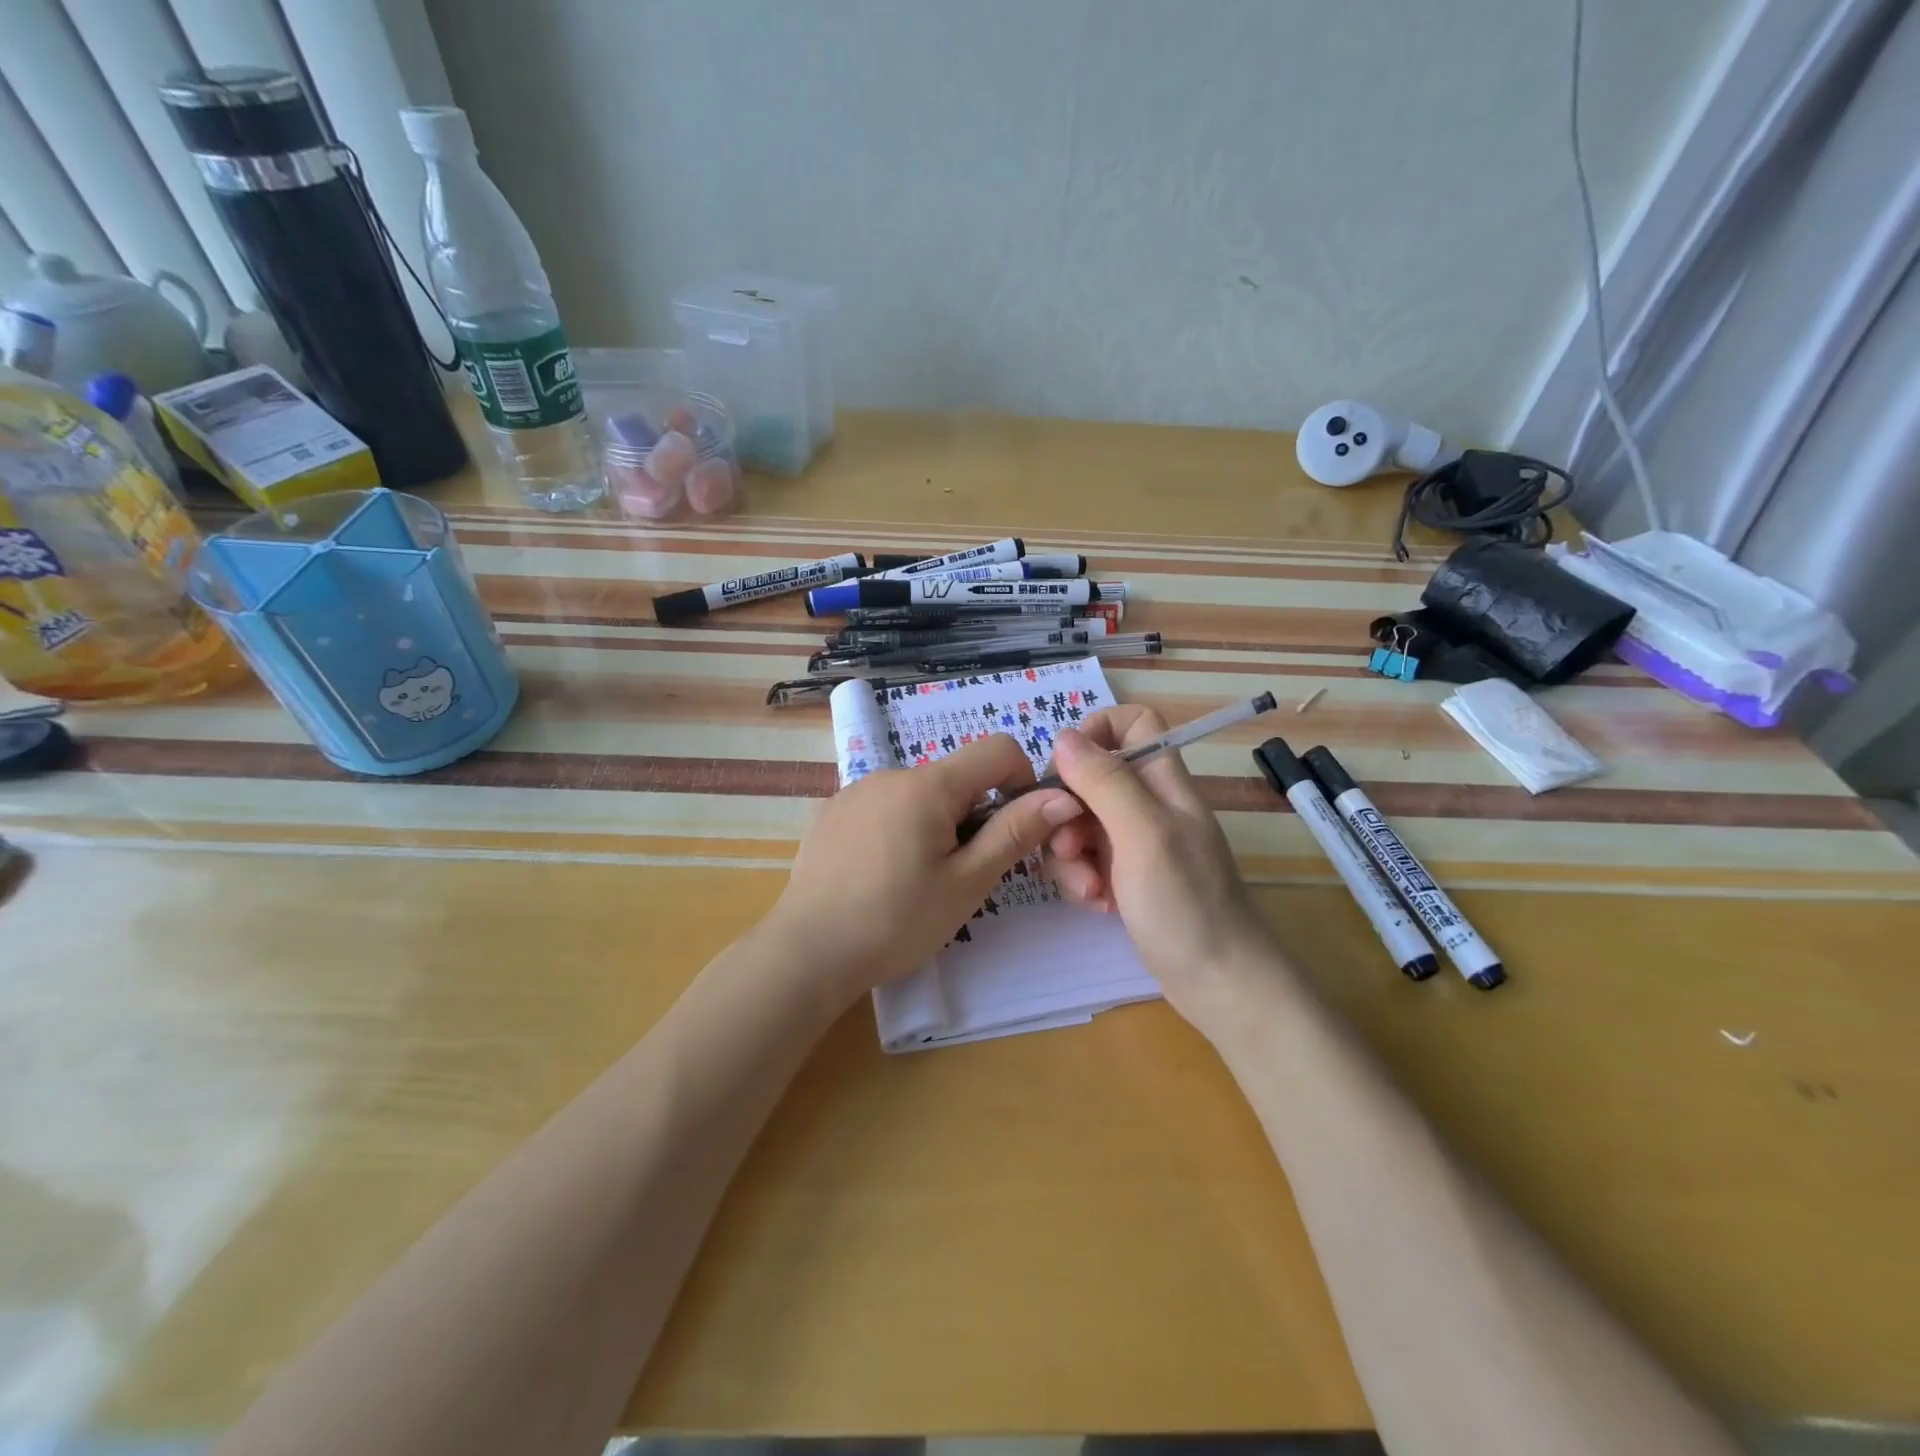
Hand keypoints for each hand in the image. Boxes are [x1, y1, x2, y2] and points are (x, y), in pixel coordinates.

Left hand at [769, 735, 1083, 1004]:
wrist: (806, 953)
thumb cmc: (896, 921)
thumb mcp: (967, 883)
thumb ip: (1014, 833)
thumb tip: (1062, 796)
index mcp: (928, 785)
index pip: (998, 749)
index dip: (1021, 780)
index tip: (1013, 829)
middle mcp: (890, 774)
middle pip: (956, 778)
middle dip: (974, 814)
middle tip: (962, 873)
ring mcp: (854, 791)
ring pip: (919, 795)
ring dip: (936, 824)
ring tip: (917, 881)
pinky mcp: (831, 813)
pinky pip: (883, 807)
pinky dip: (899, 830)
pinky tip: (880, 876)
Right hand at [1042, 706, 1270, 1023]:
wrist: (1219, 983)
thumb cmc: (1187, 904)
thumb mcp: (1143, 834)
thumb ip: (1105, 782)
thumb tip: (1064, 737)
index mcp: (1163, 781)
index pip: (1132, 723)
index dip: (1095, 733)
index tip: (1066, 770)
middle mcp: (1148, 804)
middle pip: (1090, 777)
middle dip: (1068, 809)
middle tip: (1069, 847)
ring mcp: (1136, 842)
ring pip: (1080, 821)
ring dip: (1070, 853)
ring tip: (1089, 889)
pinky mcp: (1125, 876)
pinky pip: (1086, 859)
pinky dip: (1082, 879)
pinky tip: (1097, 904)